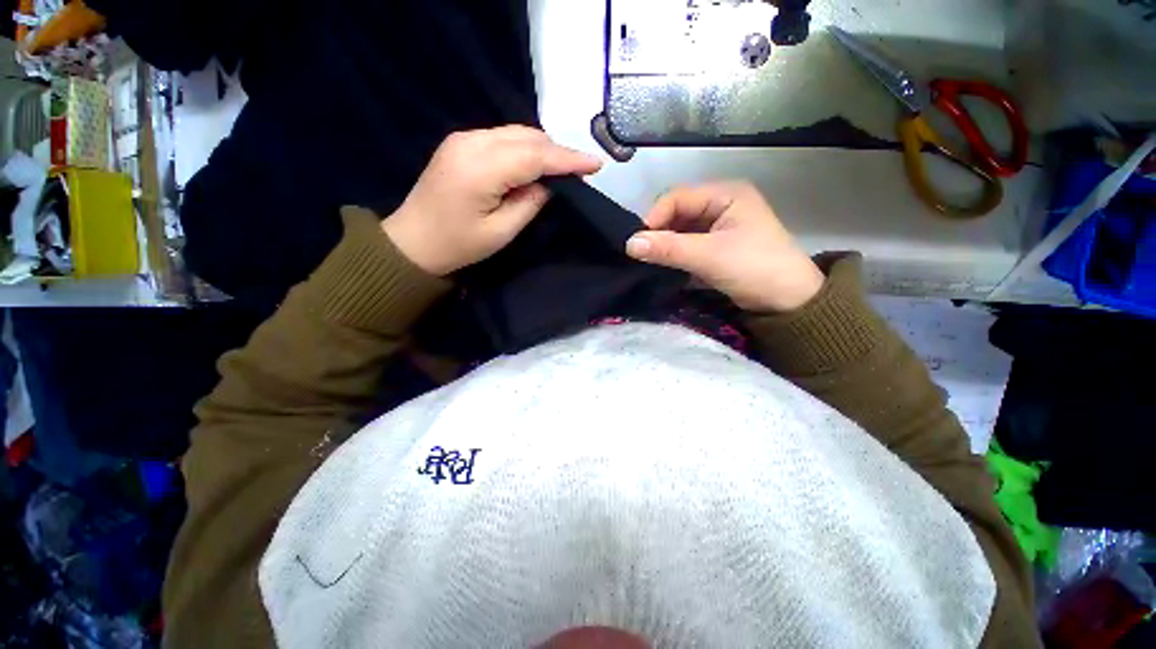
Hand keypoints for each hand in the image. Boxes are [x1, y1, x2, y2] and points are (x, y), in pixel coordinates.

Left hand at [383, 126, 602, 275]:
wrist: (412, 241)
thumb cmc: (458, 245)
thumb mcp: (501, 232)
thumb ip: (530, 203)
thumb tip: (549, 184)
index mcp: (480, 168)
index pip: (535, 155)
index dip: (568, 159)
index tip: (596, 164)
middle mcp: (471, 142)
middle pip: (526, 136)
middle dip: (557, 152)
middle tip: (580, 171)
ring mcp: (463, 138)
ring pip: (516, 133)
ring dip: (542, 148)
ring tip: (562, 169)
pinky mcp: (461, 143)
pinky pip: (503, 137)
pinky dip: (524, 148)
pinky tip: (534, 165)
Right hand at [625, 183, 824, 312]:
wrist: (789, 303)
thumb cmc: (755, 269)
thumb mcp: (710, 257)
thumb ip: (669, 248)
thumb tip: (629, 244)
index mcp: (725, 194)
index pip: (677, 197)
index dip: (654, 218)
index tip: (637, 243)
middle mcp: (720, 205)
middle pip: (677, 213)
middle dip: (658, 232)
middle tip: (641, 254)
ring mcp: (718, 226)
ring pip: (680, 230)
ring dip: (664, 245)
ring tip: (648, 261)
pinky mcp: (715, 246)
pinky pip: (686, 245)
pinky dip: (673, 255)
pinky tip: (662, 265)